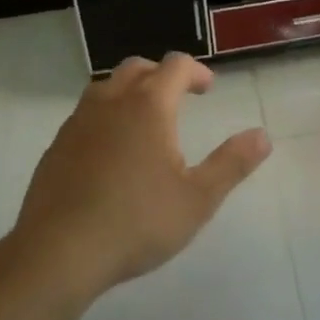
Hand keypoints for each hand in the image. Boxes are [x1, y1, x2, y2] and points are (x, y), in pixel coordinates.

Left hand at [9, 54, 271, 299]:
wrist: (57, 254)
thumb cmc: (136, 222)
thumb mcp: (197, 199)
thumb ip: (232, 164)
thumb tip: (263, 136)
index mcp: (149, 105)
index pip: (176, 65)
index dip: (196, 71)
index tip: (207, 89)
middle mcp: (112, 102)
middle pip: (138, 67)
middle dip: (162, 75)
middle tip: (178, 97)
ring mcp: (79, 122)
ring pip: (106, 86)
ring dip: (130, 91)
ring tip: (143, 119)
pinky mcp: (56, 146)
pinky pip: (85, 115)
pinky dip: (105, 117)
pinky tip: (110, 151)